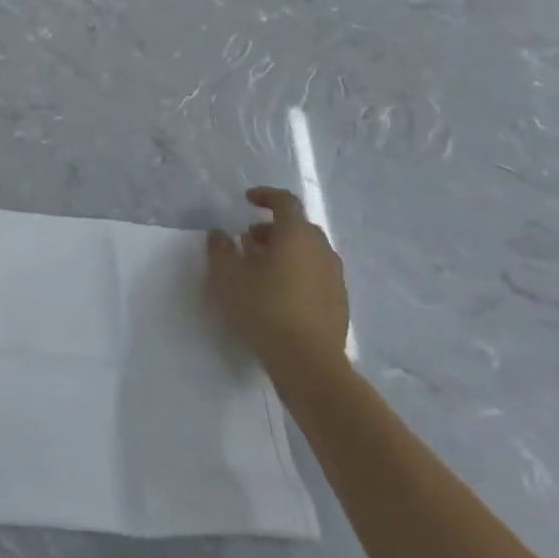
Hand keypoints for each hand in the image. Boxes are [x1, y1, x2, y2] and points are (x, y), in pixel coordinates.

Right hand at [205, 187, 348, 366]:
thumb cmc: (264, 309)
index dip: (266, 196)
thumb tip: (219, 234)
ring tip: (261, 267)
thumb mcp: (228, 277)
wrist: (308, 361)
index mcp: (296, 235)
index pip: (285, 202)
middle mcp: (320, 249)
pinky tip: (279, 293)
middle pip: (298, 227)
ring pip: (308, 251)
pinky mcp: (339, 301)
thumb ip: (220, 249)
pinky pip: (316, 274)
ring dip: (285, 251)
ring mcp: (334, 276)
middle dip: (273, 228)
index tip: (248, 199)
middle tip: (249, 239)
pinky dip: (297, 271)